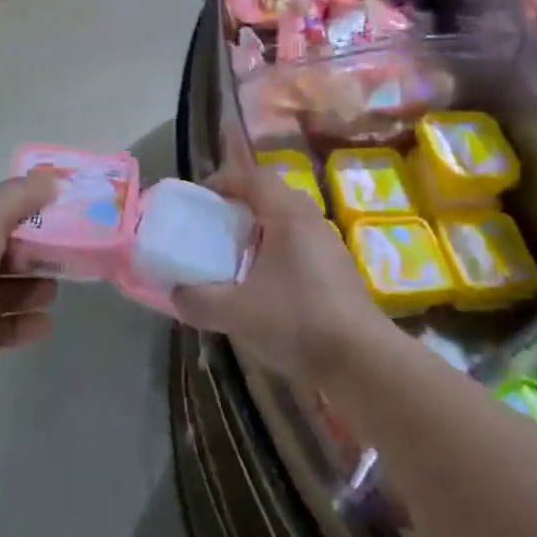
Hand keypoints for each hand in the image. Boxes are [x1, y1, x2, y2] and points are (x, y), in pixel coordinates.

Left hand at [0, 173, 59, 394]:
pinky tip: (47, 322)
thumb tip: (54, 178)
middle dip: (39, 254)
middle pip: (9, 253)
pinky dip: (27, 324)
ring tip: (54, 290)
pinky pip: (6, 328)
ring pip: (10, 291)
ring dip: (35, 289)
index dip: (33, 212)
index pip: (0, 214)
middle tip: (69, 256)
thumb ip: (21, 195)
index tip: (66, 214)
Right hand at [171, 164, 391, 380]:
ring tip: (236, 257)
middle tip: (216, 227)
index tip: (202, 198)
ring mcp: (330, 244)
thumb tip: (175, 293)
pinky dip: (279, 253)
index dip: (225, 181)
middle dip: (241, 206)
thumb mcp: (236, 313)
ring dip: (261, 232)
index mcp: (288, 215)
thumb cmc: (296, 320)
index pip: (254, 177)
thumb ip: (199, 300)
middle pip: (272, 197)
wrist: (361, 358)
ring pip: (289, 223)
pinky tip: (266, 286)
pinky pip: (301, 246)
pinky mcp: (339, 270)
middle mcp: (312, 220)